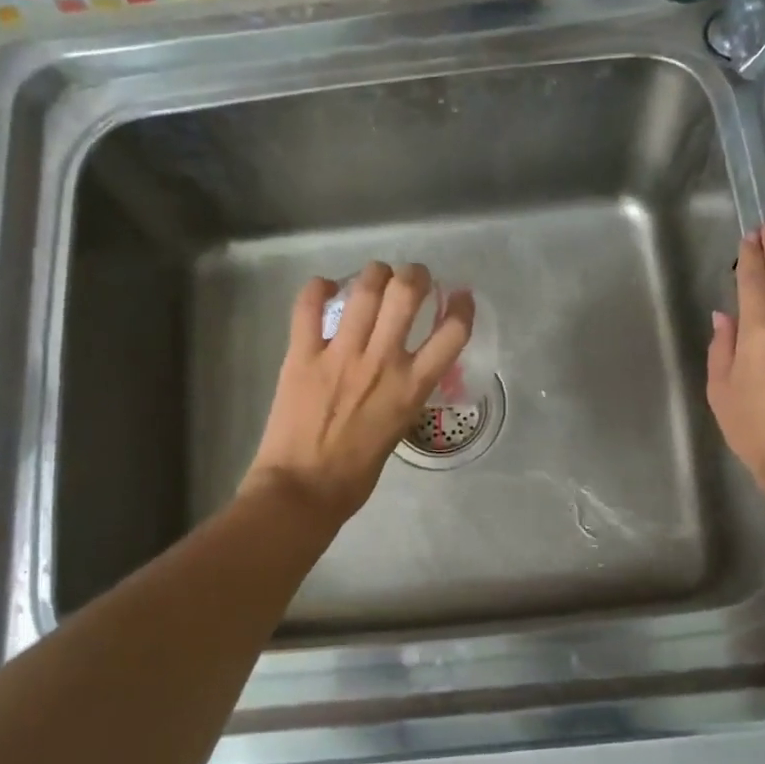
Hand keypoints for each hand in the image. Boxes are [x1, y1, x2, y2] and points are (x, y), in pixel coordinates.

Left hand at [242, 262, 474, 524]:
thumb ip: (404, 394)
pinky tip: (324, 287)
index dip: (462, 308)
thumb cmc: (356, 474)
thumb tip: (403, 371)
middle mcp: (381, 362)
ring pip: (364, 289)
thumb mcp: (398, 430)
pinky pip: (308, 306)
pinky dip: (317, 288)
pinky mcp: (302, 355)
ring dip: (375, 273)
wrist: (303, 490)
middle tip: (412, 278)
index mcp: (411, 387)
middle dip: (415, 275)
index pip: (452, 333)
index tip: (460, 297)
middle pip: (407, 294)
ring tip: (376, 276)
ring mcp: (340, 354)